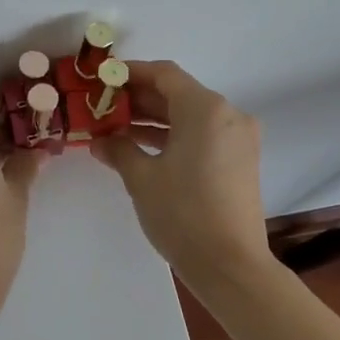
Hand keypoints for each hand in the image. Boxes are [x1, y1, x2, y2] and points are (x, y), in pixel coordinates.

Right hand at [92, 60, 272, 280]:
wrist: (230, 266)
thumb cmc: (182, 213)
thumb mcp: (141, 178)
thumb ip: (118, 148)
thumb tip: (100, 140)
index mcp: (205, 109)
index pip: (164, 74)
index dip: (130, 73)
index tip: (102, 79)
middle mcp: (228, 115)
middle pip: (177, 93)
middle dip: (138, 98)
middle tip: (102, 105)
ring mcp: (238, 138)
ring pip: (189, 115)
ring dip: (153, 118)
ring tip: (114, 127)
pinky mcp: (239, 160)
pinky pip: (201, 134)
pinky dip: (173, 136)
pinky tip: (140, 148)